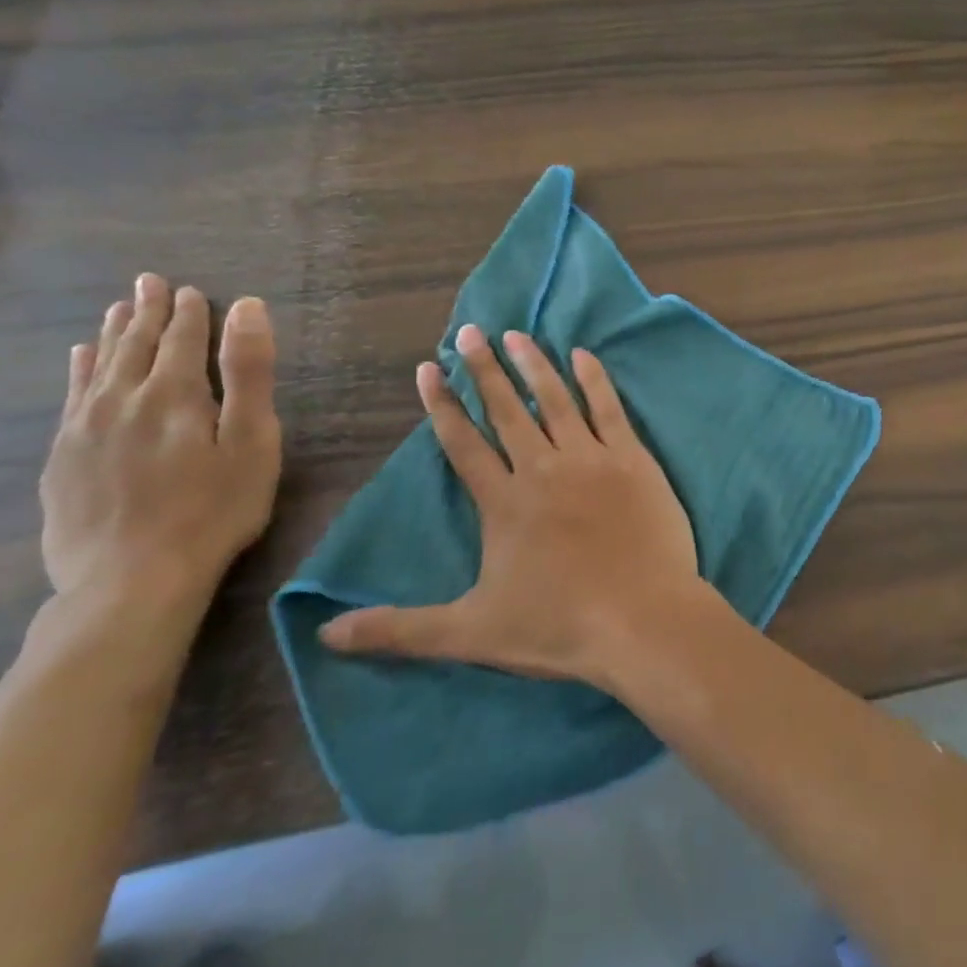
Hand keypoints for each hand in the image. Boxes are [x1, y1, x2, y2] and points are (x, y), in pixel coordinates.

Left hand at [40, 274, 281, 628]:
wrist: (132, 578)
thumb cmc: (214, 507)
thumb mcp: (252, 440)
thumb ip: (249, 372)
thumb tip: (247, 307)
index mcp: (176, 393)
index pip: (184, 339)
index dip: (191, 313)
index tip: (191, 289)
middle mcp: (123, 399)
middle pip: (137, 345)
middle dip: (148, 311)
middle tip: (150, 282)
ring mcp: (85, 428)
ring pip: (100, 365)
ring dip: (113, 334)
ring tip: (120, 308)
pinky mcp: (63, 457)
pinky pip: (71, 396)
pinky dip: (79, 369)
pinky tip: (81, 357)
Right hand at [319, 326, 704, 689]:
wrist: (642, 619)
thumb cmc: (559, 626)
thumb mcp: (470, 633)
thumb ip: (400, 629)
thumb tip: (324, 635)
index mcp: (504, 503)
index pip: (463, 443)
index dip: (442, 405)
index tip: (429, 368)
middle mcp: (543, 468)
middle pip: (507, 410)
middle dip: (484, 370)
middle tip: (469, 331)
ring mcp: (591, 459)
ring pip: (555, 400)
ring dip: (534, 365)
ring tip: (516, 334)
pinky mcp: (633, 459)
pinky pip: (609, 409)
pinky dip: (595, 380)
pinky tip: (583, 355)